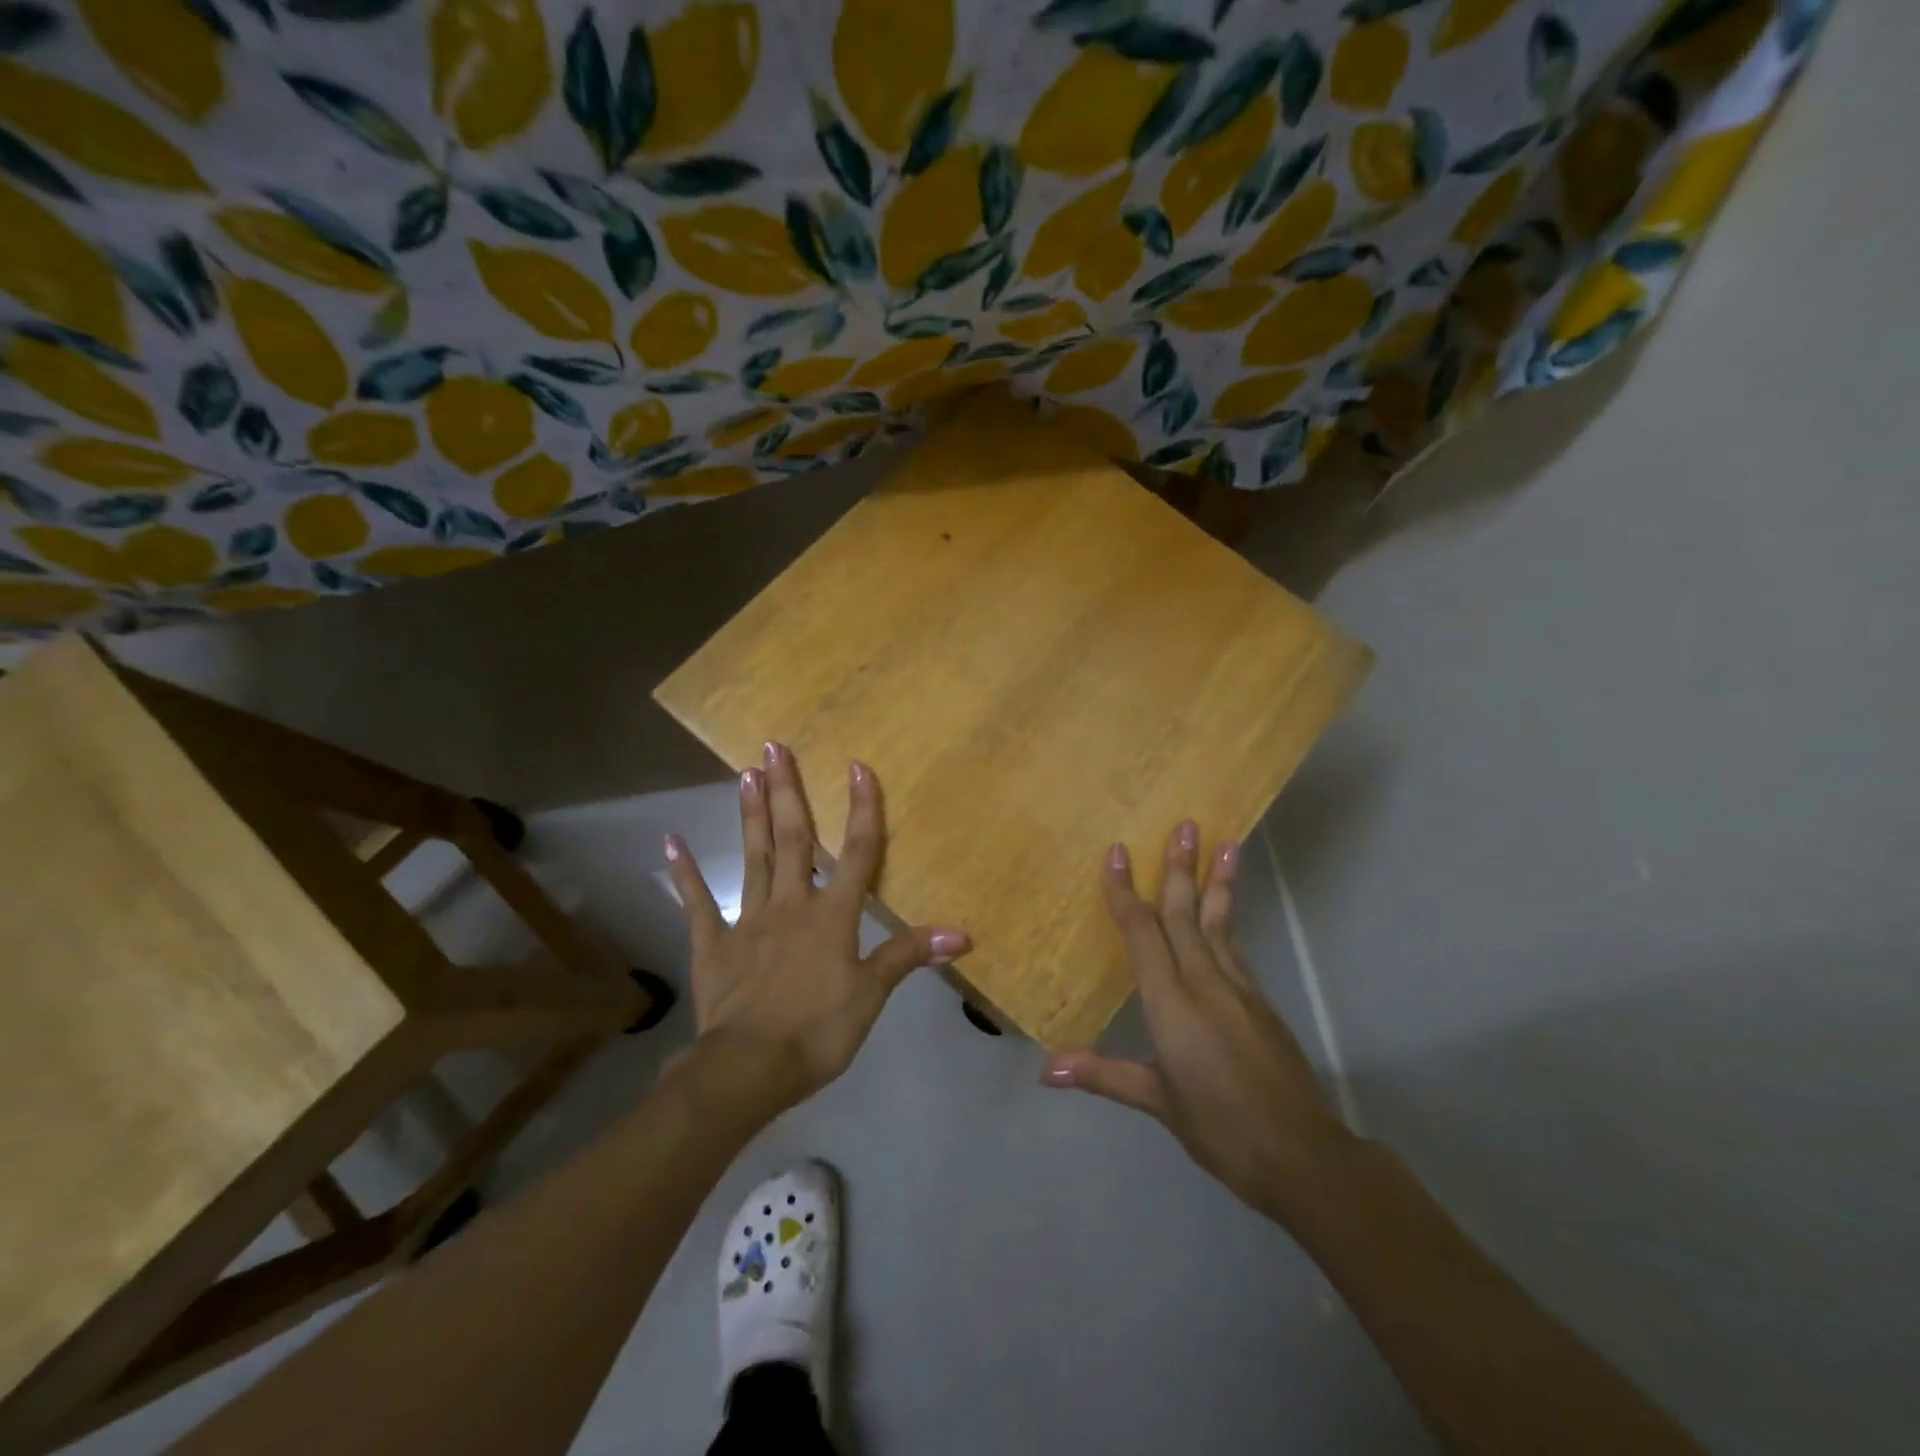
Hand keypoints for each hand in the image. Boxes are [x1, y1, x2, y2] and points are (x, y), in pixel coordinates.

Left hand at [665, 742, 968, 1120]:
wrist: (749, 1069)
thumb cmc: (818, 1031)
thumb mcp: (872, 995)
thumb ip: (910, 955)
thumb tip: (962, 934)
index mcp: (833, 915)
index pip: (857, 852)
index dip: (861, 808)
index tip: (857, 766)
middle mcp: (792, 904)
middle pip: (795, 838)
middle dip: (787, 790)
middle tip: (774, 747)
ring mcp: (749, 920)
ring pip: (754, 857)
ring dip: (752, 815)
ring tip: (744, 774)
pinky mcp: (714, 943)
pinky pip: (699, 902)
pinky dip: (686, 872)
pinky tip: (671, 842)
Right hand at [1041, 823, 1351, 1225]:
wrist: (1301, 1155)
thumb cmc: (1219, 1127)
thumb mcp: (1157, 1101)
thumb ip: (1104, 1074)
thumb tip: (1046, 1069)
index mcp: (1171, 1002)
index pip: (1142, 933)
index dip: (1125, 892)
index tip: (1117, 853)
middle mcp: (1205, 982)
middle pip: (1186, 914)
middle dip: (1180, 868)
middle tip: (1184, 824)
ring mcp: (1239, 989)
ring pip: (1220, 923)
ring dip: (1217, 882)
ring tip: (1227, 843)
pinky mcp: (1260, 1001)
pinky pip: (1236, 946)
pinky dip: (1229, 918)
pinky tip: (1228, 909)